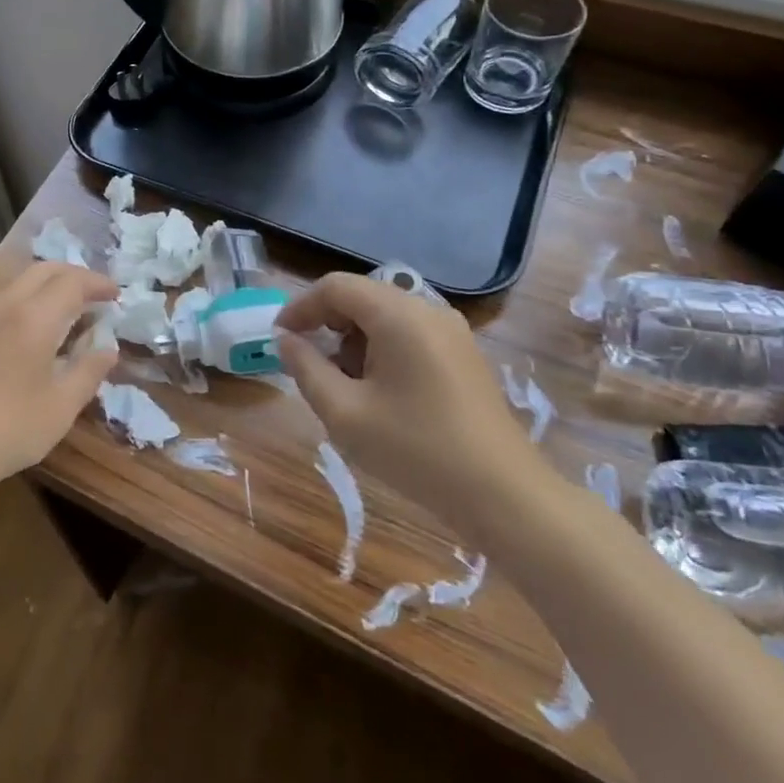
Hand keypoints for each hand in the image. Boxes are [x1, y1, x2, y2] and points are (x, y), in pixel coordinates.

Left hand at [0, 261, 119, 506]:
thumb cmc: (6, 430)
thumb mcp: (60, 407)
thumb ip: (88, 371)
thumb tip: (109, 348)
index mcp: (34, 318)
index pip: (72, 282)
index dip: (98, 283)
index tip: (116, 295)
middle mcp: (6, 305)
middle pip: (44, 270)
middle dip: (75, 275)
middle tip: (97, 295)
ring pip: (21, 281)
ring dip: (50, 285)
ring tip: (71, 310)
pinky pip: (5, 299)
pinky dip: (30, 299)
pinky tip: (38, 329)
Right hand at [275, 273, 555, 537]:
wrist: (504, 496)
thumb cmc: (416, 451)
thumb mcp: (344, 413)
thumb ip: (307, 369)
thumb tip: (286, 341)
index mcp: (398, 315)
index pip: (335, 287)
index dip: (300, 307)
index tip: (278, 338)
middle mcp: (427, 310)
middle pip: (361, 297)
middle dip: (326, 324)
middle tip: (307, 363)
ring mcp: (451, 331)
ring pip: (384, 316)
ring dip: (353, 339)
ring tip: (342, 384)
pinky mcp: (463, 354)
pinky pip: (409, 334)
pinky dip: (380, 349)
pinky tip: (377, 391)